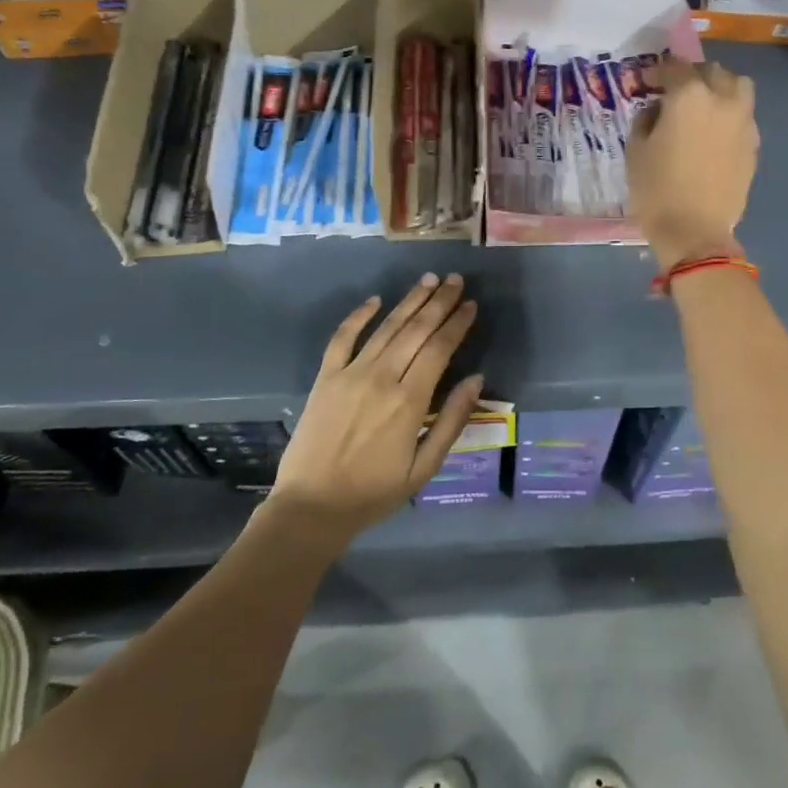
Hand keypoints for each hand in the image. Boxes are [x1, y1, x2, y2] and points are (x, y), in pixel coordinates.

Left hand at [269, 274, 482, 543]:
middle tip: (455, 279)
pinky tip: (375, 300)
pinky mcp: (325, 377)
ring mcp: (350, 374)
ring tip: (428, 280)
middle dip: (439, 302)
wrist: (312, 507)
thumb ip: (452, 421)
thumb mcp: (424, 468)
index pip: (439, 348)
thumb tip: (476, 379)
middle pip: (416, 330)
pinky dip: (358, 316)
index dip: (457, 324)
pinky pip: (342, 338)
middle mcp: (382, 377)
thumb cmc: (374, 493)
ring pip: (386, 327)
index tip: (471, 305)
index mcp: (409, 401)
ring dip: (409, 301)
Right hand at [626, 59, 757, 270]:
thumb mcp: (636, 151)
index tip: (647, 82)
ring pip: (738, 87)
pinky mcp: (753, 145)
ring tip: (704, 104)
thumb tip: (658, 110)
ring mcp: (743, 122)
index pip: (674, 68)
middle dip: (692, 75)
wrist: (695, 232)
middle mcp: (722, 100)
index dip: (658, 72)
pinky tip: (715, 132)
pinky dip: (730, 114)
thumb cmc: (657, 190)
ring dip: (720, 87)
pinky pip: (744, 116)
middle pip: (711, 71)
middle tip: (675, 91)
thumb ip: (647, 119)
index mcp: (690, 97)